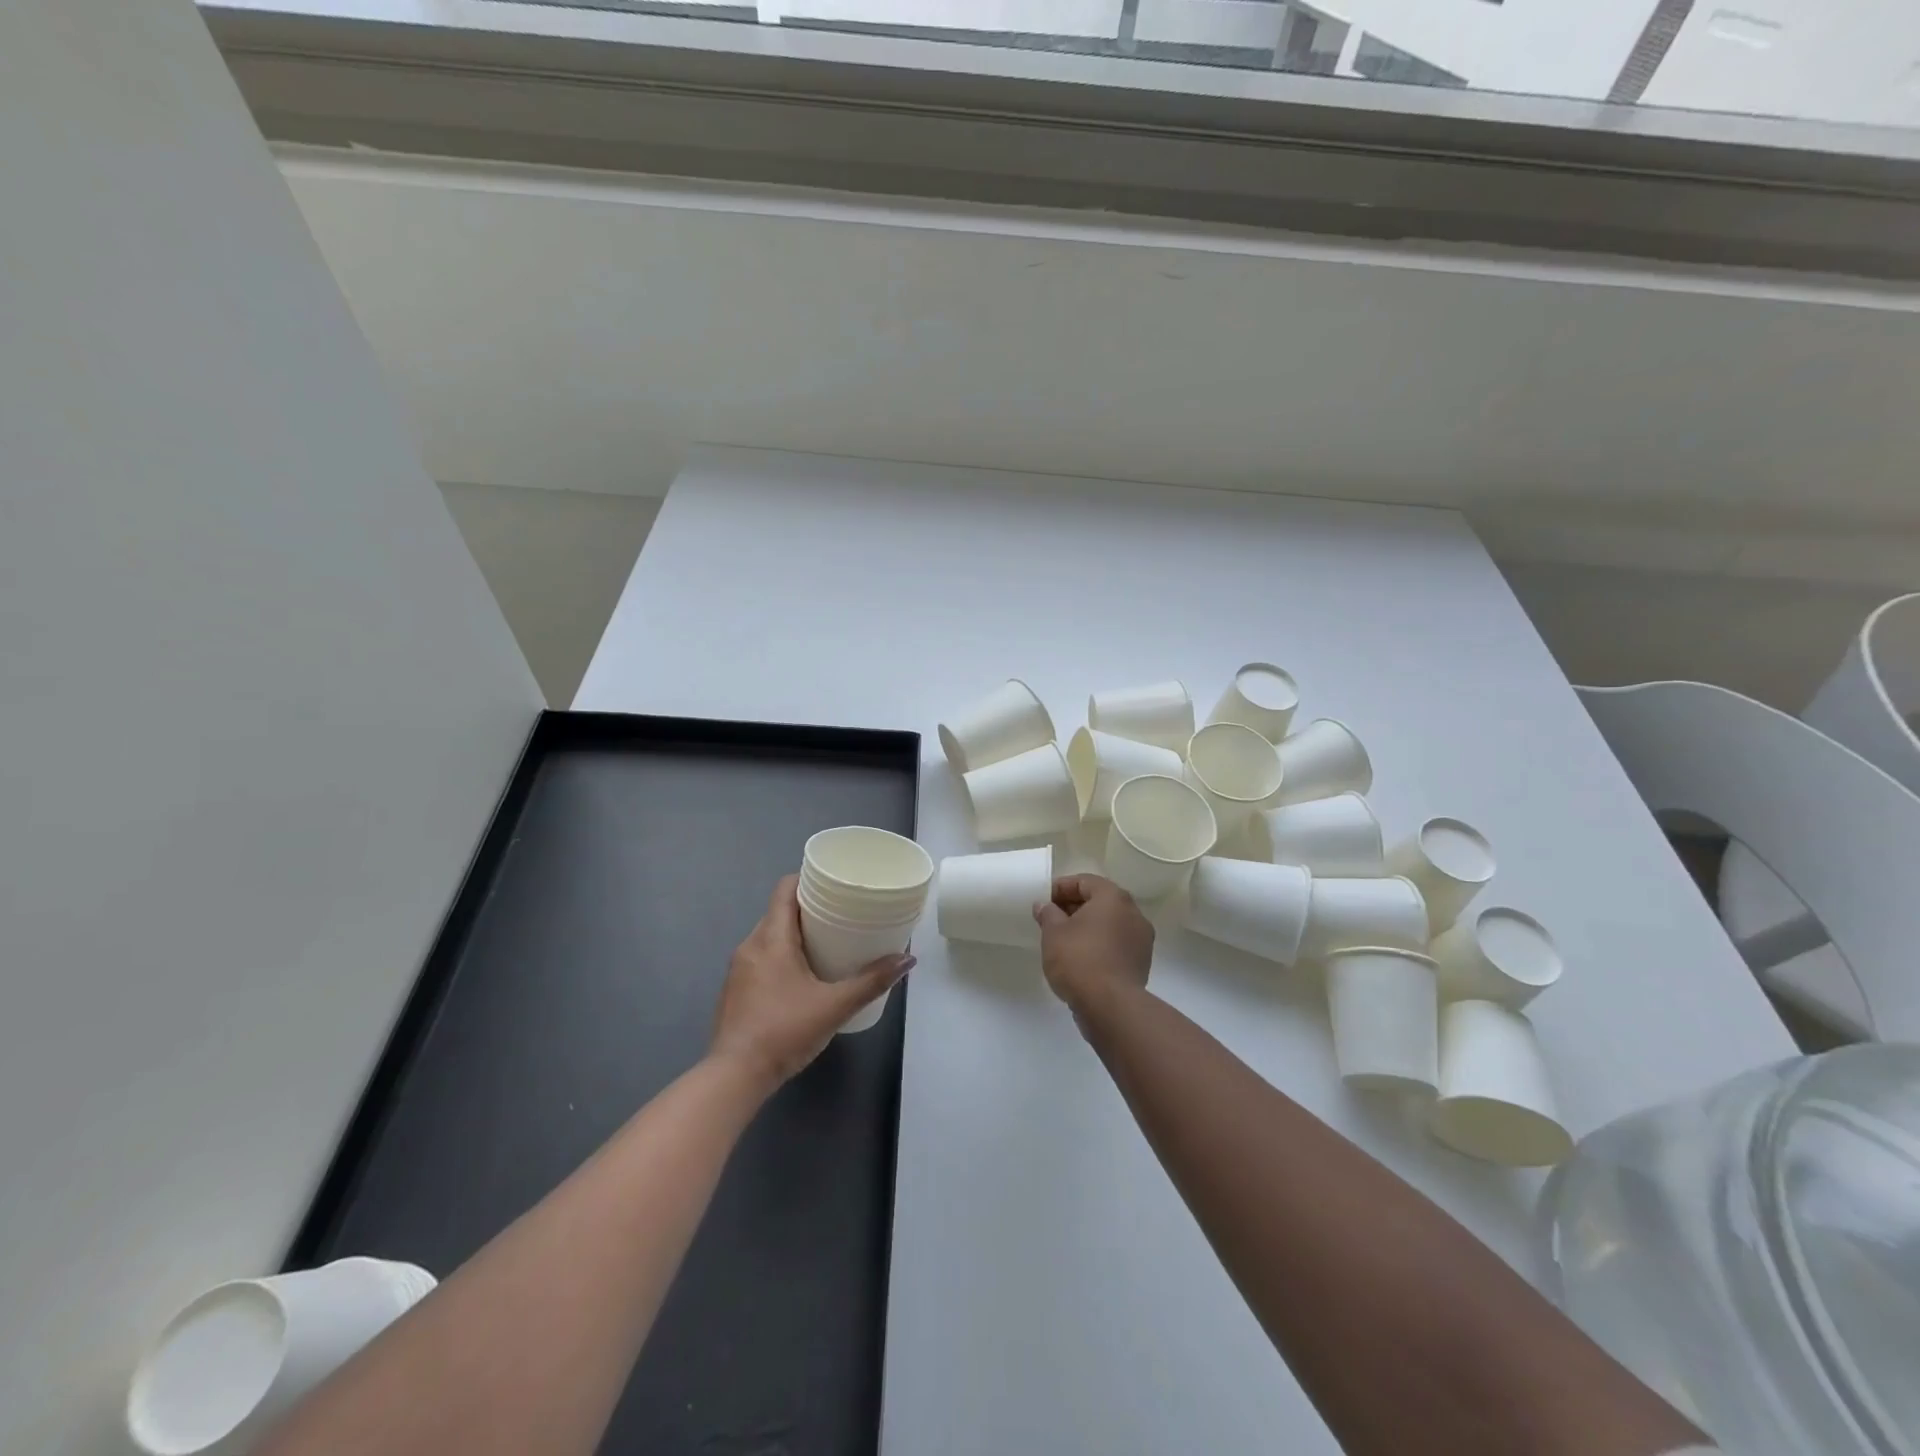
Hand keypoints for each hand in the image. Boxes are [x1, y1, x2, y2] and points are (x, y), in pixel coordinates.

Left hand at [710, 876, 912, 1090]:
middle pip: (779, 912)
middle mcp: (750, 945)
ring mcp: (738, 969)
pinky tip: (802, 975)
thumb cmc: (784, 1031)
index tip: (833, 883)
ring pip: (769, 936)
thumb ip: (872, 981)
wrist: (735, 1076)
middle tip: (841, 913)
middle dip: (808, 908)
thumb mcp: (835, 1006)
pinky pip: (761, 958)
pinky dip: (781, 956)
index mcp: (771, 938)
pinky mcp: (735, 990)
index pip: (785, 889)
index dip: (808, 879)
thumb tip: (907, 960)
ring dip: (795, 934)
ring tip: (827, 943)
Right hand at [1033, 874, 1153, 1011]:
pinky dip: (1099, 944)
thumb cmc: (1079, 959)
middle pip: (1100, 901)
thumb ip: (1048, 913)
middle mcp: (1133, 913)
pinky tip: (1081, 958)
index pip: (1085, 881)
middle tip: (1051, 919)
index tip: (1043, 901)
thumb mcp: (1053, 932)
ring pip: (1110, 923)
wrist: (1110, 1006)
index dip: (1061, 887)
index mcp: (1113, 897)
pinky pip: (1116, 943)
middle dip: (1074, 907)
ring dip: (1088, 926)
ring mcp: (1141, 939)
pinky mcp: (1141, 962)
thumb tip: (1045, 906)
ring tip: (1063, 940)